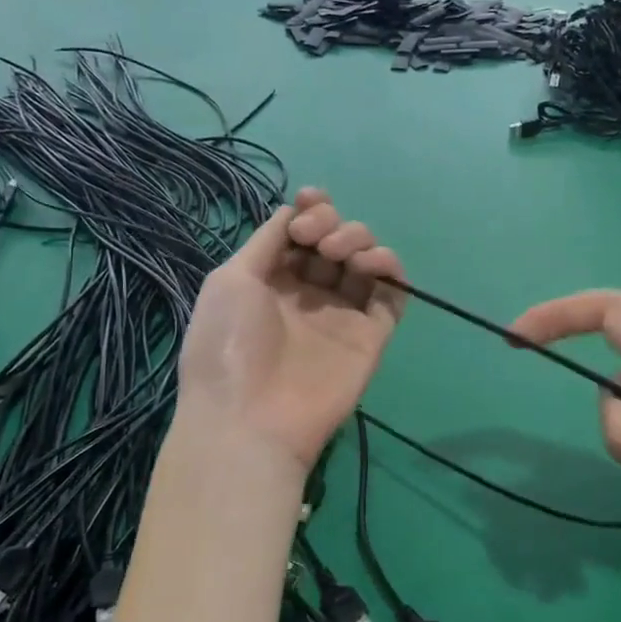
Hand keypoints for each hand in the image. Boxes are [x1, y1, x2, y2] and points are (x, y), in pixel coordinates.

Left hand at [178, 190, 406, 470]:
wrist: (250, 417)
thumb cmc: (228, 344)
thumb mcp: (230, 278)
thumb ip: (267, 240)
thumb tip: (292, 210)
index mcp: (272, 280)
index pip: (302, 234)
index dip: (312, 211)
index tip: (309, 203)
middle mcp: (309, 294)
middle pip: (336, 240)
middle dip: (331, 224)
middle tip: (315, 240)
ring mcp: (342, 315)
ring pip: (366, 261)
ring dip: (359, 240)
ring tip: (338, 254)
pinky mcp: (371, 335)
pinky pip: (392, 294)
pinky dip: (389, 269)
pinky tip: (369, 265)